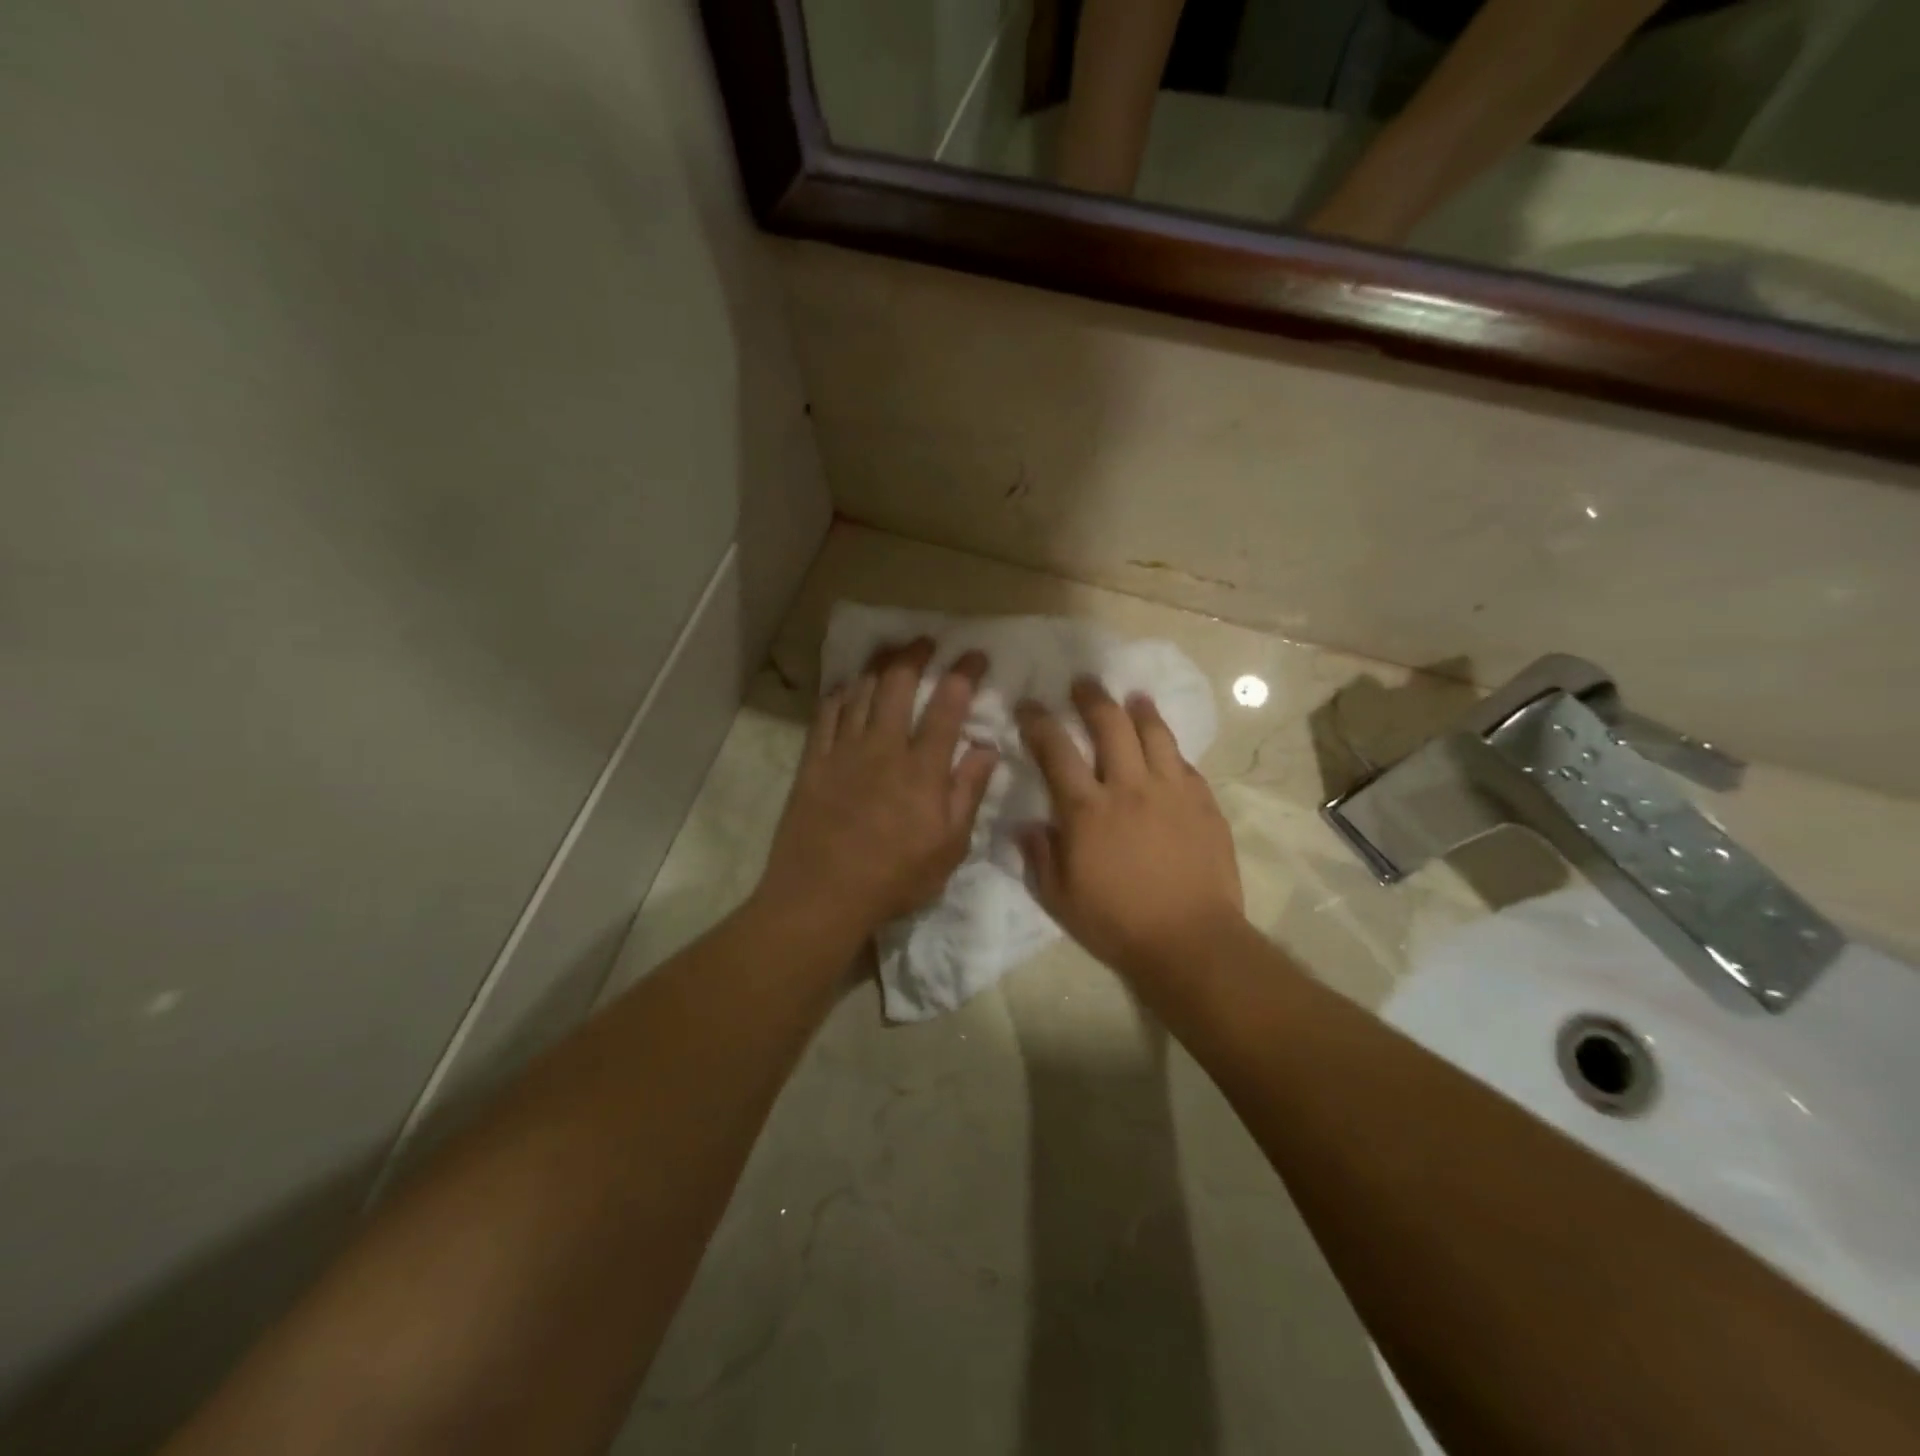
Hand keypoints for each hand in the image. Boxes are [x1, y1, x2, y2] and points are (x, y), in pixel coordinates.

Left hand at [759, 641, 998, 937]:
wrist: (821, 896)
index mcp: (922, 769)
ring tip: (889, 650)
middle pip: (897, 685)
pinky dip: (839, 694)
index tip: (974, 656)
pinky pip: (826, 714)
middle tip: (926, 641)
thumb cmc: (894, 878)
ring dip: (877, 666)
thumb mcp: (949, 847)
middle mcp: (883, 748)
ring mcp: (843, 752)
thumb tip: (988, 747)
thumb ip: (968, 792)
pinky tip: (846, 685)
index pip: (947, 707)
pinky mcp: (813, 762)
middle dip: (914, 655)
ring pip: (860, 692)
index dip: (963, 674)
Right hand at [1016, 679, 1243, 982]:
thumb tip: (1027, 825)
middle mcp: (1128, 786)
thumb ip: (1039, 856)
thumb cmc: (1116, 923)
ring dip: (1139, 710)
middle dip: (1092, 698)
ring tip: (1133, 697)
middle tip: (1083, 684)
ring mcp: (1171, 791)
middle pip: (1110, 724)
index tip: (1029, 706)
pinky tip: (1166, 748)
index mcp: (1086, 809)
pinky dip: (1170, 749)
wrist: (1190, 941)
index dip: (1038, 722)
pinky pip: (1185, 763)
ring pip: (1154, 733)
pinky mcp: (1203, 803)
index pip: (1056, 749)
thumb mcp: (1059, 898)